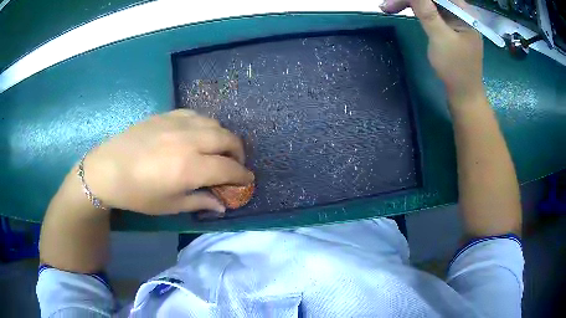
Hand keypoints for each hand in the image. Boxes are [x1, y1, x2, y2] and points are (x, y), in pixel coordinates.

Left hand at [81, 109, 253, 214]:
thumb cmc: (138, 194)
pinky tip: (198, 134)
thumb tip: (222, 204)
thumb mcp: (170, 205)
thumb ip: (199, 201)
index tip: (248, 180)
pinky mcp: (166, 115)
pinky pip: (195, 114)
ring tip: (218, 149)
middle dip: (238, 152)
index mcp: (190, 167)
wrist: (108, 169)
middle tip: (235, 164)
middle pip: (227, 139)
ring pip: (213, 123)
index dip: (242, 175)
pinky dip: (205, 124)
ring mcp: (177, 123)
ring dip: (222, 136)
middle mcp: (189, 140)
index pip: (228, 168)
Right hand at [381, 0, 483, 100]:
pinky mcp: (446, 26)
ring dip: (408, 3)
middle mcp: (458, 12)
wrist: (463, 95)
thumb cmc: (456, 69)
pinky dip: (414, 10)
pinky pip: (429, 11)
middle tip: (387, 5)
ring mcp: (452, 19)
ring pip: (428, 2)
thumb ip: (426, 12)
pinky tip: (401, 10)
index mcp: (463, 13)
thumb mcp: (440, 38)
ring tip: (388, 8)